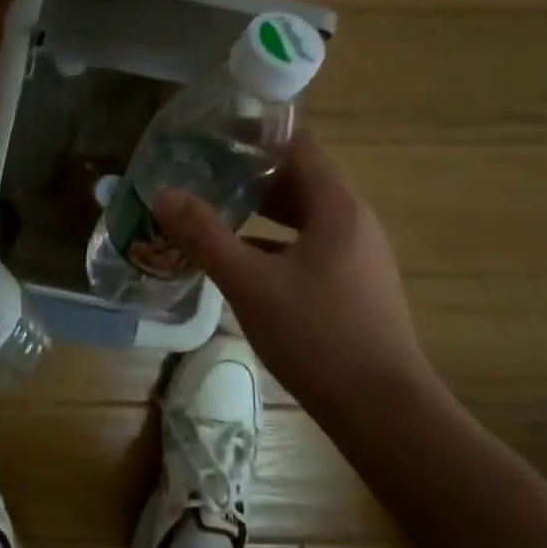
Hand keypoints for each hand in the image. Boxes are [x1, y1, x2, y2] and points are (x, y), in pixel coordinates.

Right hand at [153, 133, 437, 422]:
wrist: (383, 410)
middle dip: (249, 177)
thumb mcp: (250, 283)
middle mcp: (354, 224)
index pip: (298, 147)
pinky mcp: (353, 288)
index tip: (212, 137)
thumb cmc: (317, 336)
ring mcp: (357, 258)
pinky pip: (309, 250)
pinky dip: (274, 246)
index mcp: (337, 209)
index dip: (257, 137)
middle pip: (299, 183)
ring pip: (302, 220)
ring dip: (260, 214)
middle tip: (200, 175)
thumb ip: (205, 236)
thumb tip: (163, 194)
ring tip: (212, 214)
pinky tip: (241, 264)